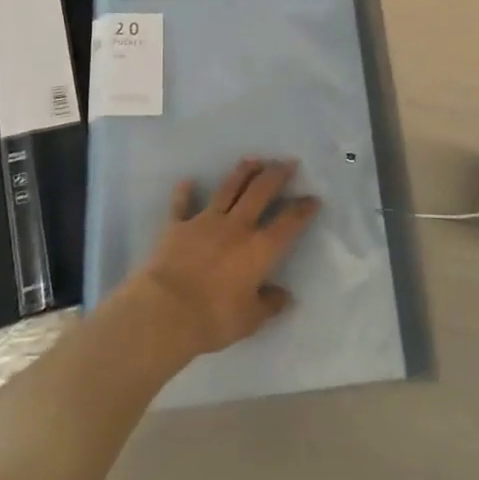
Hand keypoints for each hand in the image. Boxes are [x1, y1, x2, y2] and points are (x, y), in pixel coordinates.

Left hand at [125, 158, 318, 358]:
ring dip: (242, 172)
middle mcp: (237, 227)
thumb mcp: (250, 320)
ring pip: (228, 189)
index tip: (313, 198)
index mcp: (259, 249)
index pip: (289, 223)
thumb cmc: (214, 318)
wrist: (166, 310)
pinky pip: (182, 205)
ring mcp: (206, 222)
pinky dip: (184, 192)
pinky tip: (187, 181)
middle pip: (260, 192)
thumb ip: (269, 305)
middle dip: (276, 174)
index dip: (303, 209)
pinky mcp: (178, 226)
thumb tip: (285, 297)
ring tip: (253, 159)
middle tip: (287, 162)